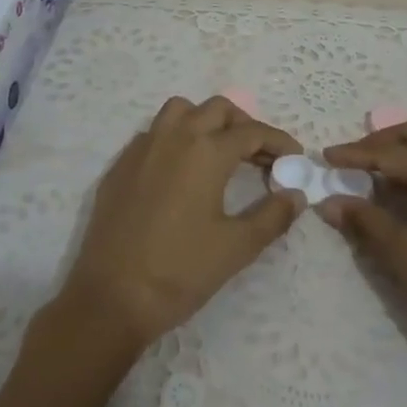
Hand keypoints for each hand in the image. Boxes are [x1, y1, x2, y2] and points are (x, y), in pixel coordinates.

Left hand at [57, 96, 303, 352]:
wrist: (111, 297)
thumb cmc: (180, 270)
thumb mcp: (237, 247)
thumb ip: (272, 216)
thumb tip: (295, 195)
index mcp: (206, 151)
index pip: (252, 132)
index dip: (279, 142)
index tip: (294, 158)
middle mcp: (174, 136)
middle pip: (217, 109)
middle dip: (244, 125)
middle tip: (260, 155)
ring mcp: (142, 147)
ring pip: (180, 111)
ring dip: (206, 121)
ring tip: (220, 152)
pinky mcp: (121, 165)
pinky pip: (153, 133)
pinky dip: (175, 139)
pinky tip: (181, 171)